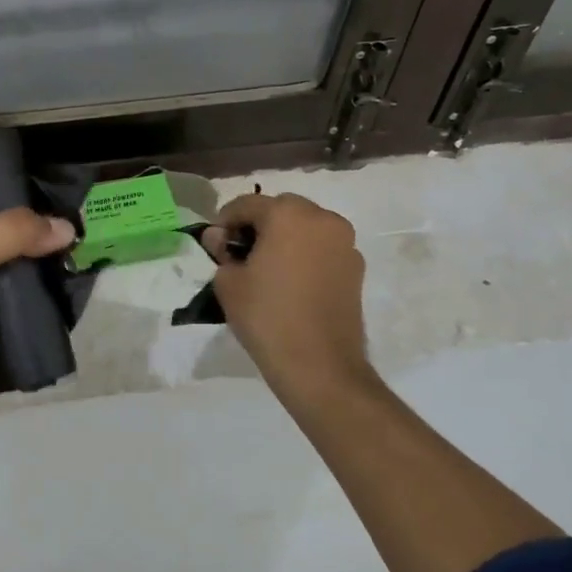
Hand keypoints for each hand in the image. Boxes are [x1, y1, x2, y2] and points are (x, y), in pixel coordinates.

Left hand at [0, 208, 76, 429]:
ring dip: (62, 269)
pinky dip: (64, 301)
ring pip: (38, 271)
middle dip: (53, 235)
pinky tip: (86, 290)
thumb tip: (67, 229)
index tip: (68, 196)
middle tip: (90, 229)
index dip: (29, 198)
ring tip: (96, 257)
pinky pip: (46, 306)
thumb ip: (10, 233)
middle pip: (24, 237)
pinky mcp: (13, 325)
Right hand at [201, 192, 379, 410]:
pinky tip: (292, 281)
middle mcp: (321, 218)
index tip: (214, 245)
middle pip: (281, 209)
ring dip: (285, 237)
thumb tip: (219, 238)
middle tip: (240, 253)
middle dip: (258, 225)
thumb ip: (221, 251)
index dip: (224, 221)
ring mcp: (344, 242)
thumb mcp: (228, 282)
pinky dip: (305, 254)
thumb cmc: (267, 316)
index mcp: (287, 214)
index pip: (246, 204)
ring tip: (267, 267)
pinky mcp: (356, 267)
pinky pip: (323, 248)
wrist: (320, 366)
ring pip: (305, 226)